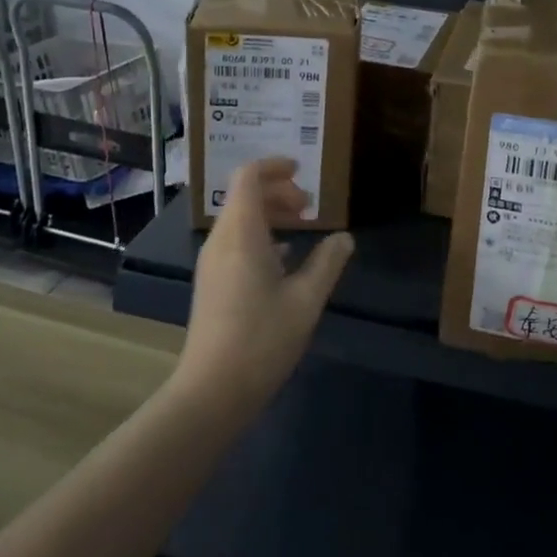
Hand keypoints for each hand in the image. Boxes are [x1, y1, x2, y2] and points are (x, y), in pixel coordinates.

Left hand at [172, 158, 353, 416]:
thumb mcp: (306, 300)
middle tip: (310, 207)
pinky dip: (260, 235)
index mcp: (242, 233)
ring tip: (302, 227)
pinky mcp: (211, 282)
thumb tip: (344, 238)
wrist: (212, 390)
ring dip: (270, 214)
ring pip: (240, 219)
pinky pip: (235, 241)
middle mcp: (221, 240)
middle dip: (278, 192)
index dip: (274, 166)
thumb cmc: (262, 339)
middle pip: (245, 196)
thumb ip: (327, 263)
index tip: (301, 170)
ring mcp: (212, 262)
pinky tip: (284, 259)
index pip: (249, 176)